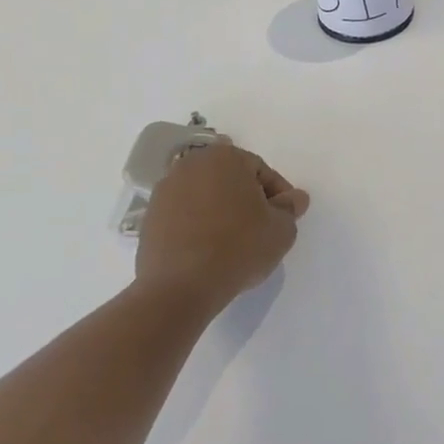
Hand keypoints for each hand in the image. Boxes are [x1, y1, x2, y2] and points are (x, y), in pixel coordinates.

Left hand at [136, 140, 309, 307]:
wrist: (180, 286)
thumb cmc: (238, 248)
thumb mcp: (281, 229)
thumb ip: (290, 208)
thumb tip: (294, 198)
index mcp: (225, 157)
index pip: (261, 171)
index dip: (278, 195)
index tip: (285, 218)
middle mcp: (191, 165)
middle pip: (230, 179)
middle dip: (247, 199)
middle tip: (261, 228)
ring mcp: (165, 190)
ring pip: (205, 196)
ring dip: (221, 211)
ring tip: (234, 241)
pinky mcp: (149, 217)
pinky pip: (184, 215)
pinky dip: (198, 225)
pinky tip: (209, 250)